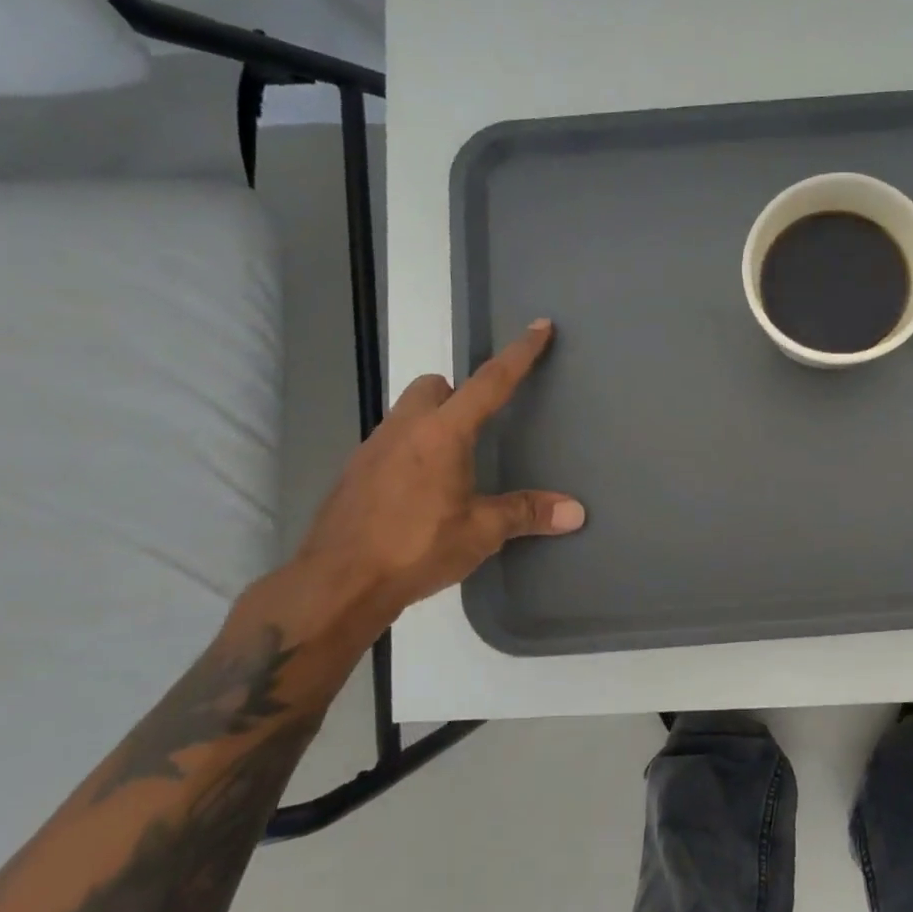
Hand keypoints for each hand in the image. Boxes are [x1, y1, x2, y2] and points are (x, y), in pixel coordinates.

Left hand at [292, 319, 584, 637]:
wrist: (335, 585)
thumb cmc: (415, 548)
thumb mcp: (480, 532)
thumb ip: (527, 513)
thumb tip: (576, 512)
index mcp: (443, 434)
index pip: (490, 382)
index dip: (519, 354)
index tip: (538, 326)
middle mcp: (404, 429)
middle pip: (432, 387)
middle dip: (456, 393)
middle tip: (478, 425)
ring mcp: (371, 449)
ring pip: (405, 414)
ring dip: (430, 423)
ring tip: (450, 466)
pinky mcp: (352, 474)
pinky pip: (387, 445)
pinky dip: (408, 453)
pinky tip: (416, 493)